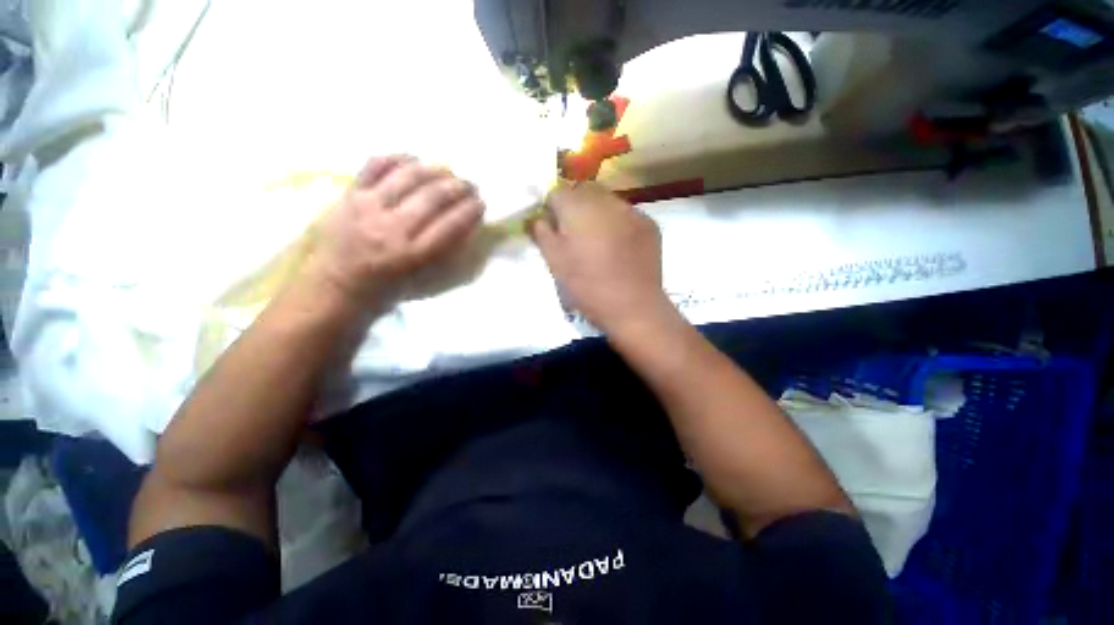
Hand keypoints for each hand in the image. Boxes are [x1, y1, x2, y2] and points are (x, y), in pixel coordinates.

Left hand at [308, 155, 484, 303]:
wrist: (335, 287)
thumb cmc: (386, 290)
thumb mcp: (422, 280)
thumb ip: (443, 252)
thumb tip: (464, 225)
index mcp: (413, 256)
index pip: (451, 224)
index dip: (471, 210)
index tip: (482, 204)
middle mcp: (392, 229)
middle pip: (433, 196)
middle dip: (459, 187)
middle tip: (470, 185)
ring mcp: (368, 207)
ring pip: (408, 176)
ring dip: (434, 169)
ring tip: (448, 170)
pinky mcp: (350, 195)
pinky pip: (375, 166)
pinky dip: (397, 158)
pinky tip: (413, 160)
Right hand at [529, 181, 674, 334]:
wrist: (633, 307)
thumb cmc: (588, 286)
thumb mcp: (555, 263)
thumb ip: (541, 233)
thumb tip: (537, 217)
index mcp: (579, 208)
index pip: (557, 192)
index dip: (551, 208)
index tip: (552, 228)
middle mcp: (607, 201)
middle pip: (584, 191)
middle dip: (575, 206)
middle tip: (575, 234)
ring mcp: (632, 211)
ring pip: (608, 201)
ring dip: (598, 213)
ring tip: (599, 240)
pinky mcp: (649, 224)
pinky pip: (627, 215)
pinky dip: (619, 223)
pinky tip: (619, 246)